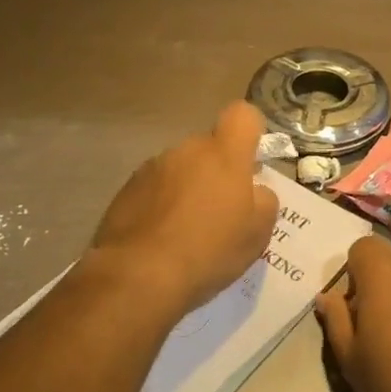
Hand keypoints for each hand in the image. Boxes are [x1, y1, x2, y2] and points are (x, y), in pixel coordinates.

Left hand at [90, 101, 278, 313]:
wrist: (139, 275)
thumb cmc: (209, 251)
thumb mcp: (257, 233)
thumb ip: (264, 201)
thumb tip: (255, 191)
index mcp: (223, 155)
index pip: (243, 115)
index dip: (251, 132)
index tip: (251, 162)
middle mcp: (186, 151)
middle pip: (209, 148)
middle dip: (217, 172)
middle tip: (222, 212)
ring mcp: (152, 168)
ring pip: (181, 170)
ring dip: (188, 190)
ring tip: (188, 232)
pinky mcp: (126, 190)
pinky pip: (155, 189)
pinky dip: (162, 206)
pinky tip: (162, 239)